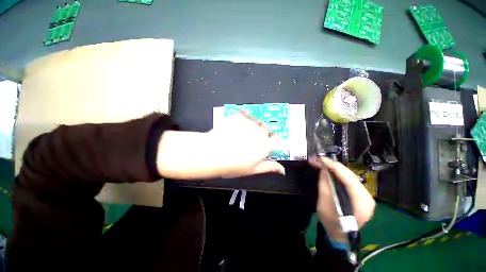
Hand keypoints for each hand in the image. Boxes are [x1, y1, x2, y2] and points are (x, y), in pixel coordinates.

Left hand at [157, 113, 284, 178]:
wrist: (213, 153)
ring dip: (251, 126)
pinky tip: (235, 126)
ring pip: (255, 121)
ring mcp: (250, 123)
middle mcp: (261, 132)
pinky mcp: (239, 117)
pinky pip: (245, 115)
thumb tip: (282, 170)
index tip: (264, 143)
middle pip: (266, 129)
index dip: (270, 141)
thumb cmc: (233, 165)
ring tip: (240, 133)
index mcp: (266, 145)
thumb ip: (269, 167)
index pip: (275, 139)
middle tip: (249, 139)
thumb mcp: (253, 170)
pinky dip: (242, 119)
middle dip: (260, 133)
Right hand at [309, 157, 374, 242]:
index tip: (322, 159)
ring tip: (322, 163)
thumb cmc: (332, 224)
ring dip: (335, 169)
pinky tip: (330, 170)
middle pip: (350, 176)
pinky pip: (349, 180)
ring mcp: (365, 196)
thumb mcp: (324, 206)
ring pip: (349, 176)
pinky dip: (338, 174)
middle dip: (333, 166)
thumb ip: (325, 186)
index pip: (349, 180)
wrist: (340, 235)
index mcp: (361, 203)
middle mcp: (367, 198)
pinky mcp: (360, 195)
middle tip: (319, 160)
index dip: (335, 167)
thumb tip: (324, 170)